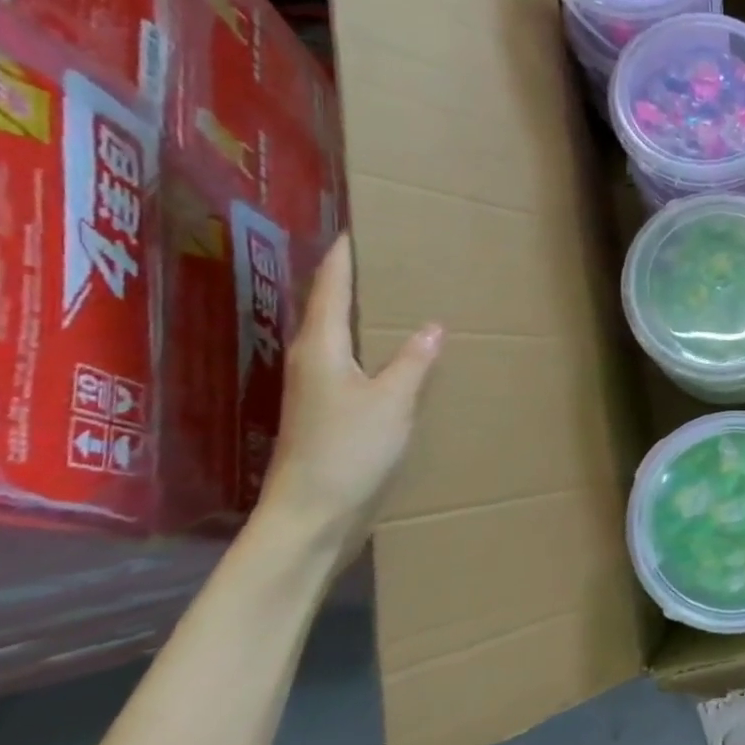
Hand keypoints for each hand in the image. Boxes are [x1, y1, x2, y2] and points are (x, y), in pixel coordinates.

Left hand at [255, 235, 443, 566]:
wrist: (312, 517)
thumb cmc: (347, 451)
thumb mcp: (392, 401)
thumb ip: (413, 360)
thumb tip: (433, 325)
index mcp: (320, 347)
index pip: (330, 286)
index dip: (343, 256)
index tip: (358, 227)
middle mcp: (313, 361)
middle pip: (330, 307)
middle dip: (354, 279)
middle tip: (390, 255)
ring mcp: (318, 389)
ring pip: (342, 336)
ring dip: (364, 315)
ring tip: (399, 296)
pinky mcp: (330, 412)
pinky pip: (353, 363)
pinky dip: (373, 347)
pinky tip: (399, 354)